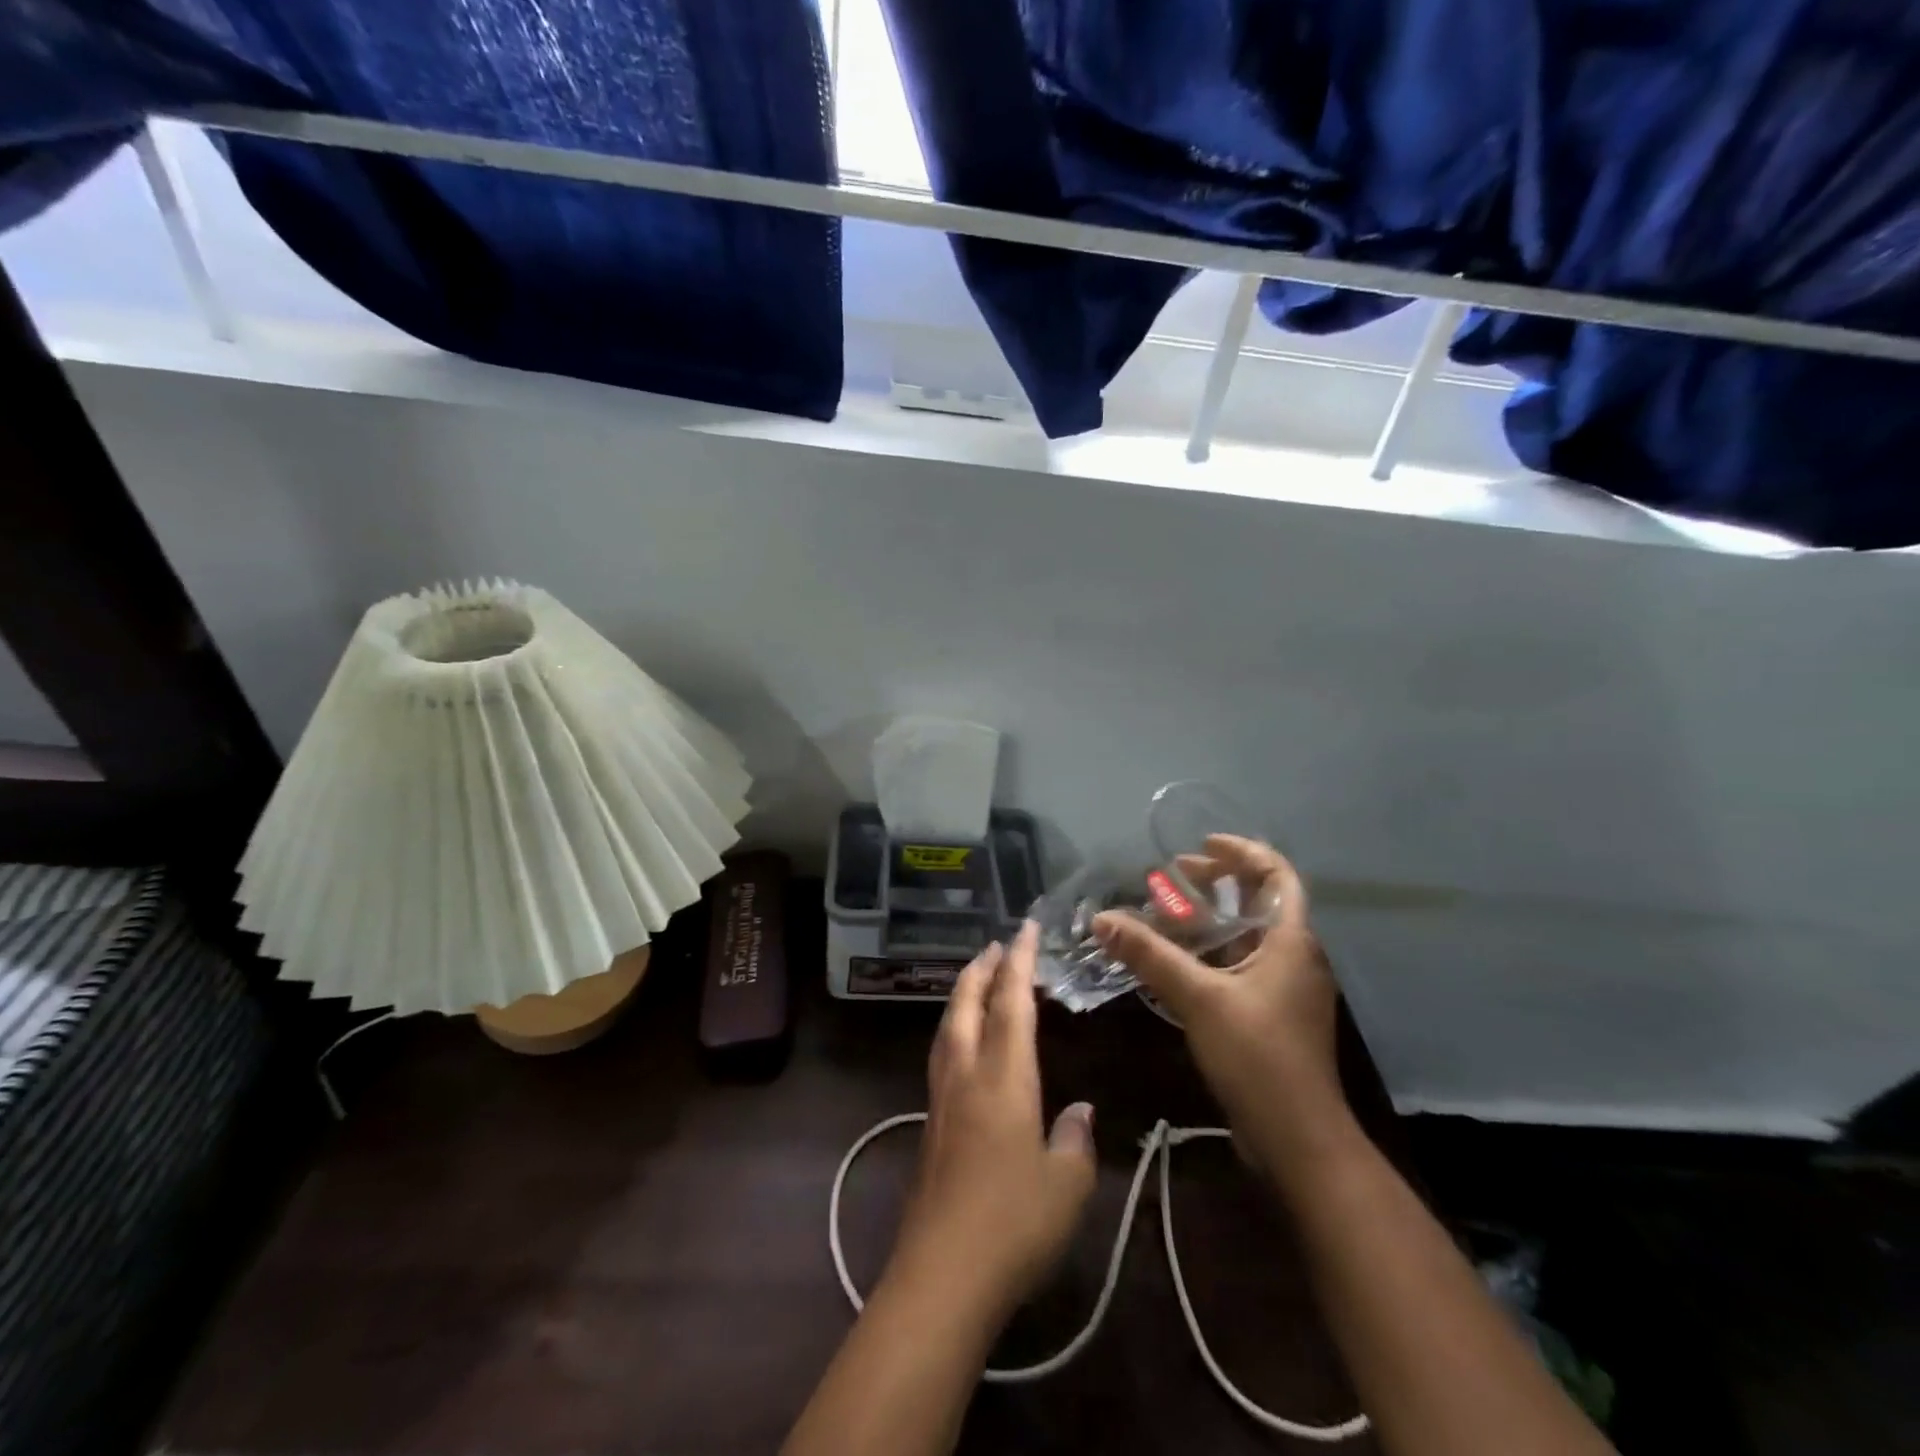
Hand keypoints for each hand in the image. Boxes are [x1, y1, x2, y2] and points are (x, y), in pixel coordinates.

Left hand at [887, 922, 1097, 1322]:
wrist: (942, 1274)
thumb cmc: (1013, 1224)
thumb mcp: (1067, 1186)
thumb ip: (1075, 1141)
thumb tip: (1079, 1112)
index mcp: (1003, 1077)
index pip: (1011, 1002)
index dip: (1020, 961)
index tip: (1025, 928)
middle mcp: (967, 1075)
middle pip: (967, 1003)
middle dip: (982, 968)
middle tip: (998, 945)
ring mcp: (942, 1099)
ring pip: (948, 1027)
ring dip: (963, 994)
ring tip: (978, 980)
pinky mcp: (930, 1125)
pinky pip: (942, 1054)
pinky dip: (954, 1028)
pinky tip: (963, 1044)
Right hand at [1093, 836, 1343, 1139]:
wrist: (1297, 1138)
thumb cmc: (1257, 1056)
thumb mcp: (1198, 997)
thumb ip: (1150, 954)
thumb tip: (1102, 919)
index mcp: (1291, 940)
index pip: (1276, 875)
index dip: (1241, 852)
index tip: (1200, 845)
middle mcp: (1293, 956)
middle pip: (1257, 901)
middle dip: (1214, 883)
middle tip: (1171, 877)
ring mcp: (1282, 987)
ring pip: (1244, 935)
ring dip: (1206, 920)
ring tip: (1163, 914)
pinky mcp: (1269, 1014)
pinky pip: (1237, 965)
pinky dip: (1207, 953)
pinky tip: (1172, 960)